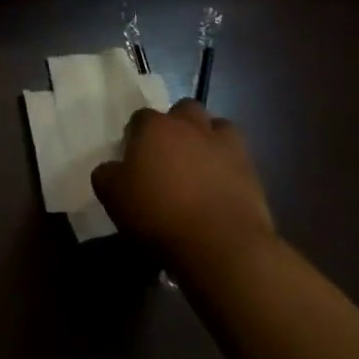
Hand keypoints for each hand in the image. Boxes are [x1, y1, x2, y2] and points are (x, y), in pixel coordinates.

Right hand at [92, 100, 275, 284]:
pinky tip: (223, 185)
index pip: (140, 118)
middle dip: (178, 126)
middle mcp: (189, 125)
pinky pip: (239, 157)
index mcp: (154, 127)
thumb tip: (111, 169)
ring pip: (217, 126)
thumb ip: (107, 175)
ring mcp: (224, 145)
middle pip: (183, 110)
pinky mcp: (251, 171)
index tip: (136, 160)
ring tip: (202, 165)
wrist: (223, 248)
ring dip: (209, 138)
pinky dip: (231, 165)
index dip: (136, 136)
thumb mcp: (114, 197)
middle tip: (171, 156)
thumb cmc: (161, 216)